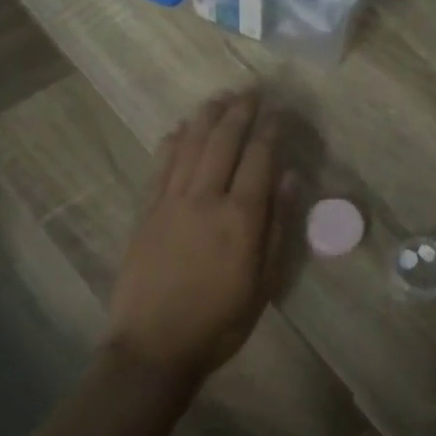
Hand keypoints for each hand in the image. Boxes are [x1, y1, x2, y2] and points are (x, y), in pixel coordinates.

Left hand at [108, 92, 289, 381]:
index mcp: (240, 217)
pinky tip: (181, 127)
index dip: (271, 128)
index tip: (279, 109)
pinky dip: (173, 141)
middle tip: (252, 90)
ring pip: (190, 145)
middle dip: (240, 111)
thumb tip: (289, 177)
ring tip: (221, 97)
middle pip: (223, 141)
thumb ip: (277, 226)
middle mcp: (205, 199)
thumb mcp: (264, 282)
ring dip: (207, 117)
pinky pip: (161, 165)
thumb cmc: (220, 320)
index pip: (259, 157)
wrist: (154, 345)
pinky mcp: (147, 211)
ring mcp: (171, 201)